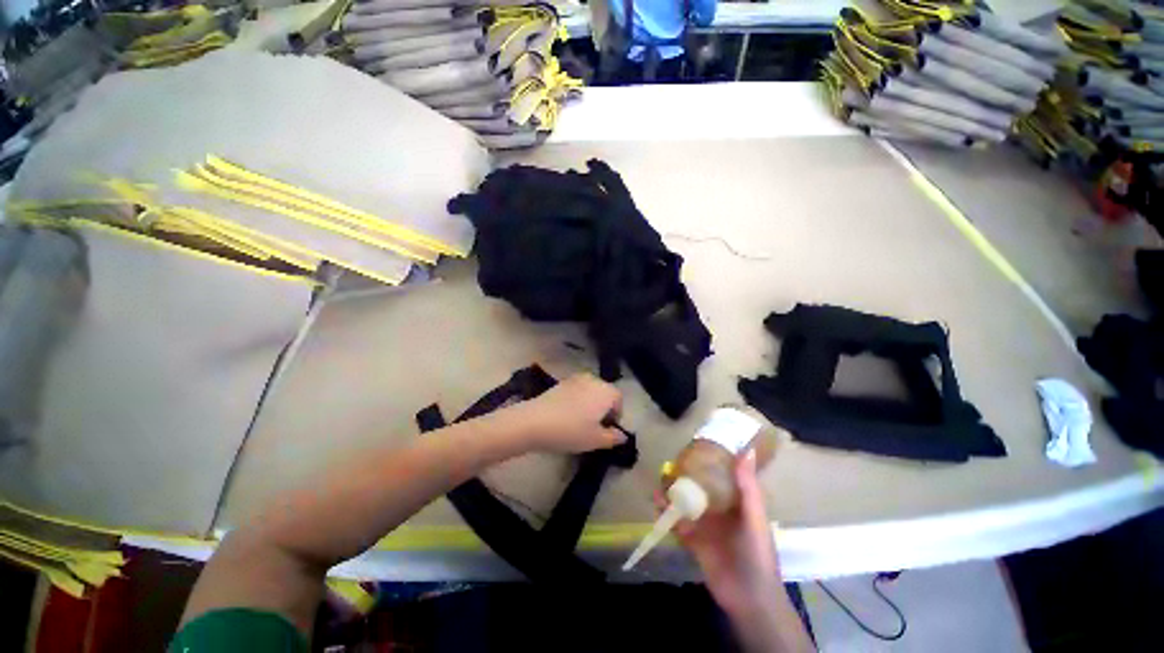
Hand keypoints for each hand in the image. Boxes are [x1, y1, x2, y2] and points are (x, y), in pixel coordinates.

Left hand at [510, 374, 626, 453]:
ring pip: (590, 390)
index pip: (618, 399)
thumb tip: (622, 435)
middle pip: (604, 392)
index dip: (616, 414)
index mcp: (606, 391)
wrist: (535, 421)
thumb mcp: (595, 440)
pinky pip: (576, 390)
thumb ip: (613, 437)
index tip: (608, 429)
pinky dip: (577, 399)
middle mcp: (593, 380)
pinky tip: (567, 414)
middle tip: (596, 426)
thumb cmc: (571, 431)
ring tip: (581, 420)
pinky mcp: (561, 382)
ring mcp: (576, 379)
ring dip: (590, 402)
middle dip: (603, 407)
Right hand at [659, 451, 782, 618]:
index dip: (709, 463)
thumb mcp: (754, 517)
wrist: (749, 599)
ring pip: (686, 505)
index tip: (694, 446)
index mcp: (737, 503)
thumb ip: (747, 486)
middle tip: (668, 465)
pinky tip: (656, 506)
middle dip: (685, 477)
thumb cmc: (757, 554)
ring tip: (658, 484)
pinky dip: (667, 515)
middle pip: (700, 489)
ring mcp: (706, 527)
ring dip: (672, 495)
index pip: (722, 477)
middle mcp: (720, 511)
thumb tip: (746, 450)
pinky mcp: (694, 542)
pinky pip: (678, 525)